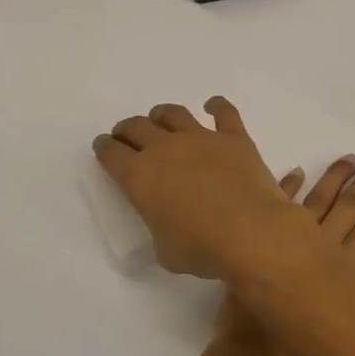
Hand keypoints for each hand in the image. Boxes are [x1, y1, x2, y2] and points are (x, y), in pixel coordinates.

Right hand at [93, 97, 314, 280]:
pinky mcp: (234, 138)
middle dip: (128, 130)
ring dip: (162, 115)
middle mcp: (165, 148)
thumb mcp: (165, 250)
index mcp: (139, 176)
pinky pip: (224, 113)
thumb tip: (173, 222)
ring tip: (160, 118)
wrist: (250, 232)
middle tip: (126, 135)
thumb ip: (162, 227)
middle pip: (138, 127)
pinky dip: (217, 106)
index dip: (105, 148)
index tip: (104, 146)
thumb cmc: (201, 248)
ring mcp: (201, 138)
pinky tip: (213, 106)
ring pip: (174, 114)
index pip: (112, 154)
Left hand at [215, 155, 354, 355]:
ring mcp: (286, 244)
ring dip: (333, 179)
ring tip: (348, 159)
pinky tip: (297, 172)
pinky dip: (287, 188)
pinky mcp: (255, 246)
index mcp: (346, 275)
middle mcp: (320, 252)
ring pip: (316, 201)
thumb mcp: (350, 348)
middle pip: (349, 209)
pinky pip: (275, 206)